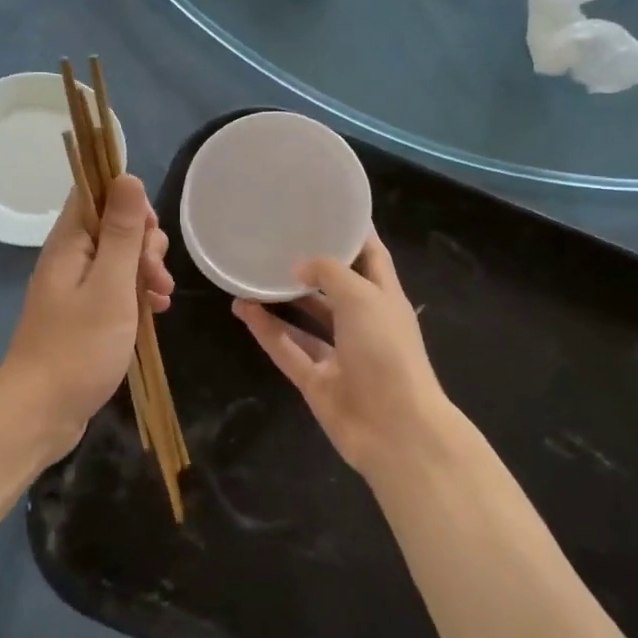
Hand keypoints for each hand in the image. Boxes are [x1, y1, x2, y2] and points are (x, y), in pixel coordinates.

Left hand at [0, 174, 172, 456]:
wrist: (40, 413)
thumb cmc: (78, 348)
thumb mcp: (110, 286)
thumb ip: (121, 232)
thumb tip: (127, 176)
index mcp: (69, 243)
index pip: (94, 192)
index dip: (128, 200)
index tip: (150, 231)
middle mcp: (69, 258)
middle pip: (113, 226)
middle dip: (144, 243)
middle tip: (155, 276)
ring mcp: (75, 288)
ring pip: (119, 259)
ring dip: (146, 271)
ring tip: (161, 300)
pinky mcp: (83, 315)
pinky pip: (116, 289)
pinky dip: (138, 295)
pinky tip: (156, 313)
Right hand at [233, 233, 452, 482]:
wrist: (395, 429)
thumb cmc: (387, 351)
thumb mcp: (362, 297)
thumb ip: (329, 273)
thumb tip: (298, 266)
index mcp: (385, 298)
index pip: (371, 256)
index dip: (354, 232)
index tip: (328, 208)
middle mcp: (363, 324)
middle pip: (334, 288)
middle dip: (310, 266)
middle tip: (277, 240)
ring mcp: (339, 355)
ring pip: (305, 320)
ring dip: (280, 300)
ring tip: (250, 274)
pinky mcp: (316, 382)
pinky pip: (287, 349)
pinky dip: (266, 330)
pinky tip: (242, 308)